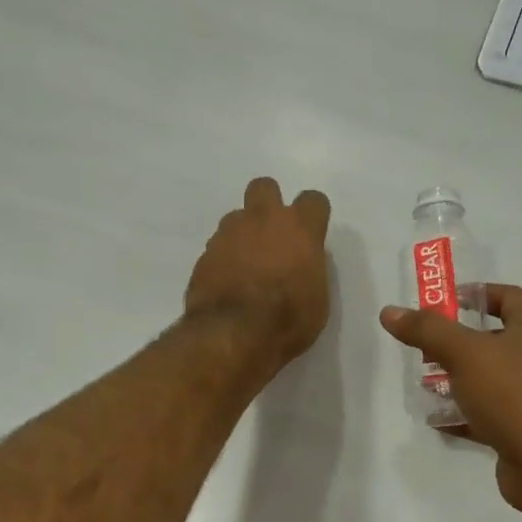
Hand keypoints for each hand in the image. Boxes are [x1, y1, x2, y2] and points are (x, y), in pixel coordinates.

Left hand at [186, 177, 331, 371]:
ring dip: (243, 235)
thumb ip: (309, 270)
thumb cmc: (288, 319)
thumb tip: (299, 265)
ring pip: (236, 217)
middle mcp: (262, 220)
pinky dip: (223, 260)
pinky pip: (217, 248)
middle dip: (269, 204)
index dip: (313, 216)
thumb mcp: (317, 299)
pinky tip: (227, 284)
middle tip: (273, 235)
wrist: (233, 334)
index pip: (313, 201)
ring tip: (246, 266)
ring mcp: (228, 234)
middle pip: (264, 187)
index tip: (311, 236)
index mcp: (299, 228)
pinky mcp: (204, 255)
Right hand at [379, 285, 521, 514]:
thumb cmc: (514, 394)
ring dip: (458, 380)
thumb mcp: (465, 353)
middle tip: (426, 347)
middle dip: (459, 342)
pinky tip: (437, 420)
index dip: (478, 294)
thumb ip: (427, 331)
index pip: (510, 297)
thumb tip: (389, 311)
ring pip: (490, 380)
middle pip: (496, 340)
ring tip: (426, 384)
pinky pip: (489, 415)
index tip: (445, 301)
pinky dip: (464, 415)